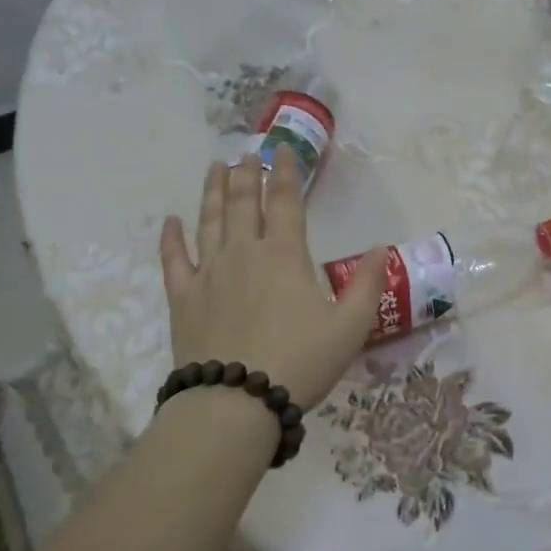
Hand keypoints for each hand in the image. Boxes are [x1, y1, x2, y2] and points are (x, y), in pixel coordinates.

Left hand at [159, 146, 386, 410]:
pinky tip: (170, 222)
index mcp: (284, 255)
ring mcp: (209, 273)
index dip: (286, 172)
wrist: (236, 401)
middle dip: (247, 174)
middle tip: (247, 154)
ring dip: (213, 192)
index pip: (286, 201)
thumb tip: (380, 248)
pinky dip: (171, 238)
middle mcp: (244, 253)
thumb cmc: (300, 361)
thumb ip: (366, 284)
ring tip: (215, 168)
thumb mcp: (350, 326)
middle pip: (244, 202)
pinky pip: (174, 260)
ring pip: (209, 221)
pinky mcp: (184, 298)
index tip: (282, 149)